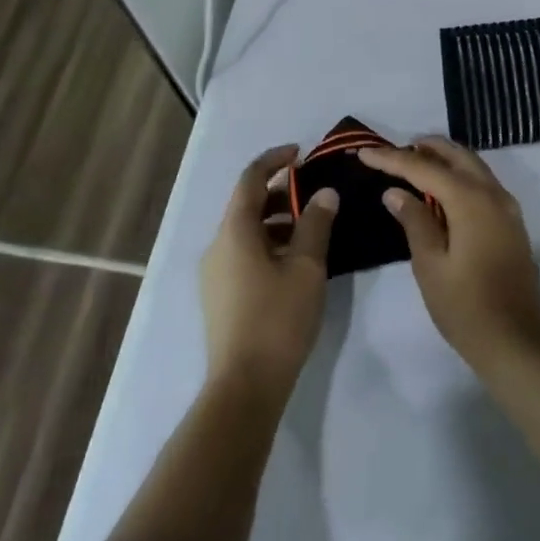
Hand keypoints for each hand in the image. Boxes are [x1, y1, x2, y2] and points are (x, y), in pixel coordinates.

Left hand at [200, 145, 336, 399]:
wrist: (244, 387)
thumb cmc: (278, 319)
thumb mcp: (306, 267)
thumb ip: (316, 224)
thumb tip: (325, 193)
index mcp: (234, 231)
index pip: (251, 179)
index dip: (275, 160)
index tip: (301, 153)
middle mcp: (217, 246)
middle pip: (247, 205)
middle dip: (280, 193)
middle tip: (315, 194)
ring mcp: (214, 273)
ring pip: (246, 232)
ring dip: (276, 221)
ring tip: (311, 230)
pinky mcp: (219, 296)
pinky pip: (243, 254)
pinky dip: (268, 245)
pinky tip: (294, 263)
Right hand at [359, 137, 539, 373]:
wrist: (517, 342)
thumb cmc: (466, 307)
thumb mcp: (430, 265)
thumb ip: (414, 221)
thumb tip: (396, 192)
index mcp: (470, 200)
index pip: (424, 168)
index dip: (392, 159)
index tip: (364, 153)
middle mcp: (493, 194)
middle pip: (455, 155)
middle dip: (423, 148)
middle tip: (392, 153)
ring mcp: (507, 208)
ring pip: (472, 166)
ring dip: (443, 159)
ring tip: (412, 164)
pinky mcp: (511, 223)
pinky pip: (482, 183)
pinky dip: (459, 175)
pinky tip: (440, 191)